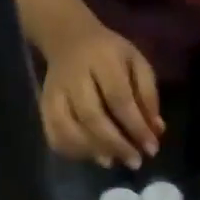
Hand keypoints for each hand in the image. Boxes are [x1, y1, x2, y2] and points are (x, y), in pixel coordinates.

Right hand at [39, 23, 163, 169]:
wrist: (67, 37)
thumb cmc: (110, 54)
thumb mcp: (136, 63)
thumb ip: (148, 95)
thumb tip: (156, 130)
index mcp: (102, 60)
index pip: (119, 98)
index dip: (136, 127)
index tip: (152, 148)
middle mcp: (74, 76)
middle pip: (92, 117)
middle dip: (116, 144)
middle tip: (135, 162)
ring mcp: (54, 92)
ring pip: (68, 128)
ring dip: (93, 151)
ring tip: (113, 161)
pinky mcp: (43, 105)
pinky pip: (53, 134)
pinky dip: (72, 151)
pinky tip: (90, 156)